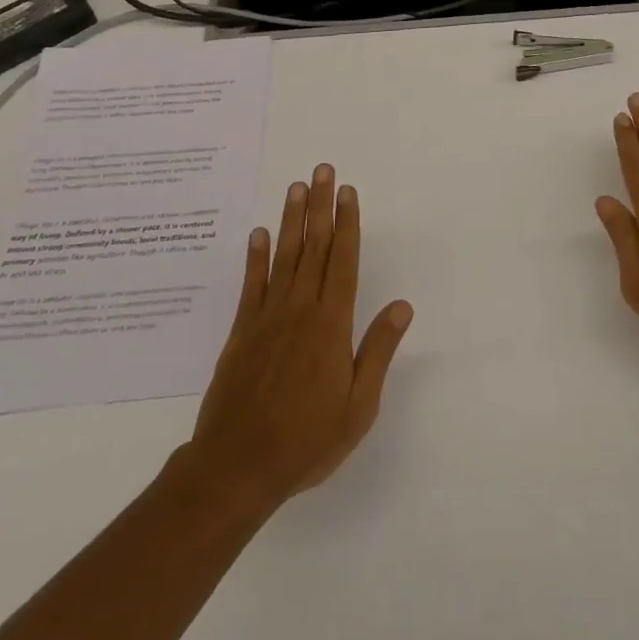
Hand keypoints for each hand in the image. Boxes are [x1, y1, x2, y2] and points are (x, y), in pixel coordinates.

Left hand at [173, 164, 412, 517]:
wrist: (236, 469)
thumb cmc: (306, 441)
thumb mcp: (358, 407)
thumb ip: (378, 351)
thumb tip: (402, 305)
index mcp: (332, 325)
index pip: (344, 261)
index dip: (348, 224)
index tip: (348, 192)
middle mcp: (300, 310)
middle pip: (315, 247)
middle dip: (321, 206)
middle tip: (323, 170)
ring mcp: (267, 318)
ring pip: (284, 257)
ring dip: (291, 220)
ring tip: (297, 187)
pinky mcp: (241, 332)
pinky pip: (251, 285)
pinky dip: (255, 257)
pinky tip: (258, 233)